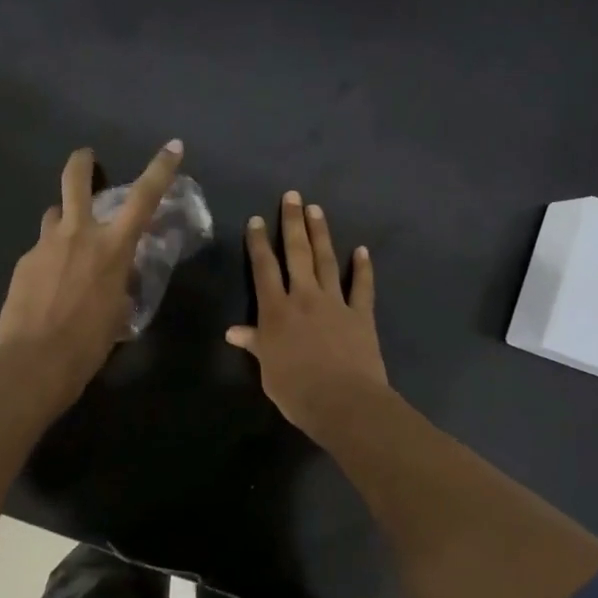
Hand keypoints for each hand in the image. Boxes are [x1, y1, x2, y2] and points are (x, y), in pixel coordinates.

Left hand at [0, 140, 184, 405]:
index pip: (144, 198)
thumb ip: (118, 282)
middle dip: (82, 162)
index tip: (173, 146)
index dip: (160, 169)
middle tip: (85, 157)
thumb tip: (114, 275)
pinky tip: (47, 288)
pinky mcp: (23, 263)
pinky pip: (41, 250)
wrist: (35, 362)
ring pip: (54, 215)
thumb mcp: (118, 310)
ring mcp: (45, 245)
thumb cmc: (89, 342)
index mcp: (112, 247)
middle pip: (76, 181)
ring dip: (63, 221)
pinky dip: (49, 259)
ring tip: (66, 244)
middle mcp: (78, 235)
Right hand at [227, 191, 388, 436]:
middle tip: (293, 196)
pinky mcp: (361, 315)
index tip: (255, 220)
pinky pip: (362, 286)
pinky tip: (362, 250)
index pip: (264, 269)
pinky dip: (363, 268)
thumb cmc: (296, 390)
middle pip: (297, 253)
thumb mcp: (267, 370)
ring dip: (321, 234)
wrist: (343, 402)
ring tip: (317, 210)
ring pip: (327, 261)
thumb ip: (255, 344)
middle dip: (292, 223)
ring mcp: (335, 303)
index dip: (258, 243)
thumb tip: (233, 331)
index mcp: (276, 311)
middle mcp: (304, 297)